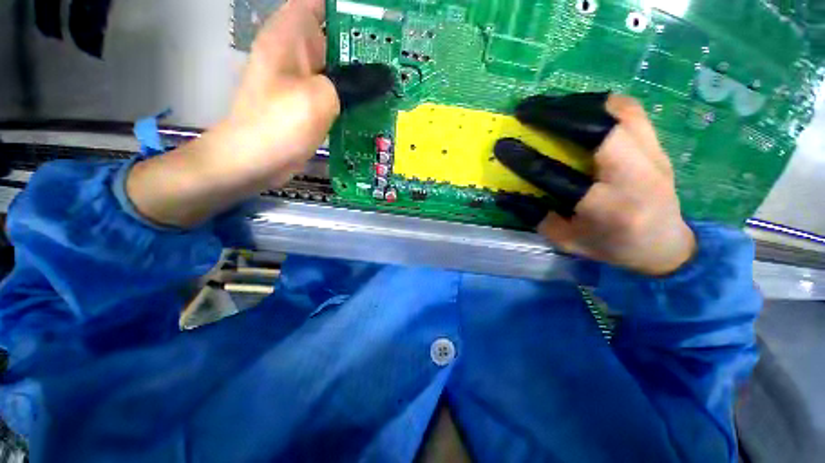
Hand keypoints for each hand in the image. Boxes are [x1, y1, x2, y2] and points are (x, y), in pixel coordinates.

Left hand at [126, 0, 391, 227]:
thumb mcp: (320, 97)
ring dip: (364, 71)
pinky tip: (377, 102)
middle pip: (335, 34)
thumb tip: (385, 77)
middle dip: (366, 42)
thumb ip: (354, 83)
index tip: (383, 21)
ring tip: (395, 76)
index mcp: (291, 33)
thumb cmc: (280, 124)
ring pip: (339, 65)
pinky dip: (355, 94)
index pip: (323, 3)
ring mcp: (304, 78)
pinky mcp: (310, 102)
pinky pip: (337, 90)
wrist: (256, 161)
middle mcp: (297, 50)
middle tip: (400, 53)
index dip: (352, 8)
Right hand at [495, 93, 695, 275]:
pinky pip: (630, 110)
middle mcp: (636, 177)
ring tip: (548, 105)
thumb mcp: (566, 241)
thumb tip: (504, 195)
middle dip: (556, 114)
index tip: (502, 145)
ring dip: (577, 103)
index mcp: (606, 209)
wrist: (665, 245)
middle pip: (599, 129)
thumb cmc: (611, 247)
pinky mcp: (659, 145)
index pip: (557, 177)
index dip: (525, 159)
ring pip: (618, 110)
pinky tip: (577, 108)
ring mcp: (654, 155)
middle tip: (526, 110)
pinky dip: (599, 103)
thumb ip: (535, 216)